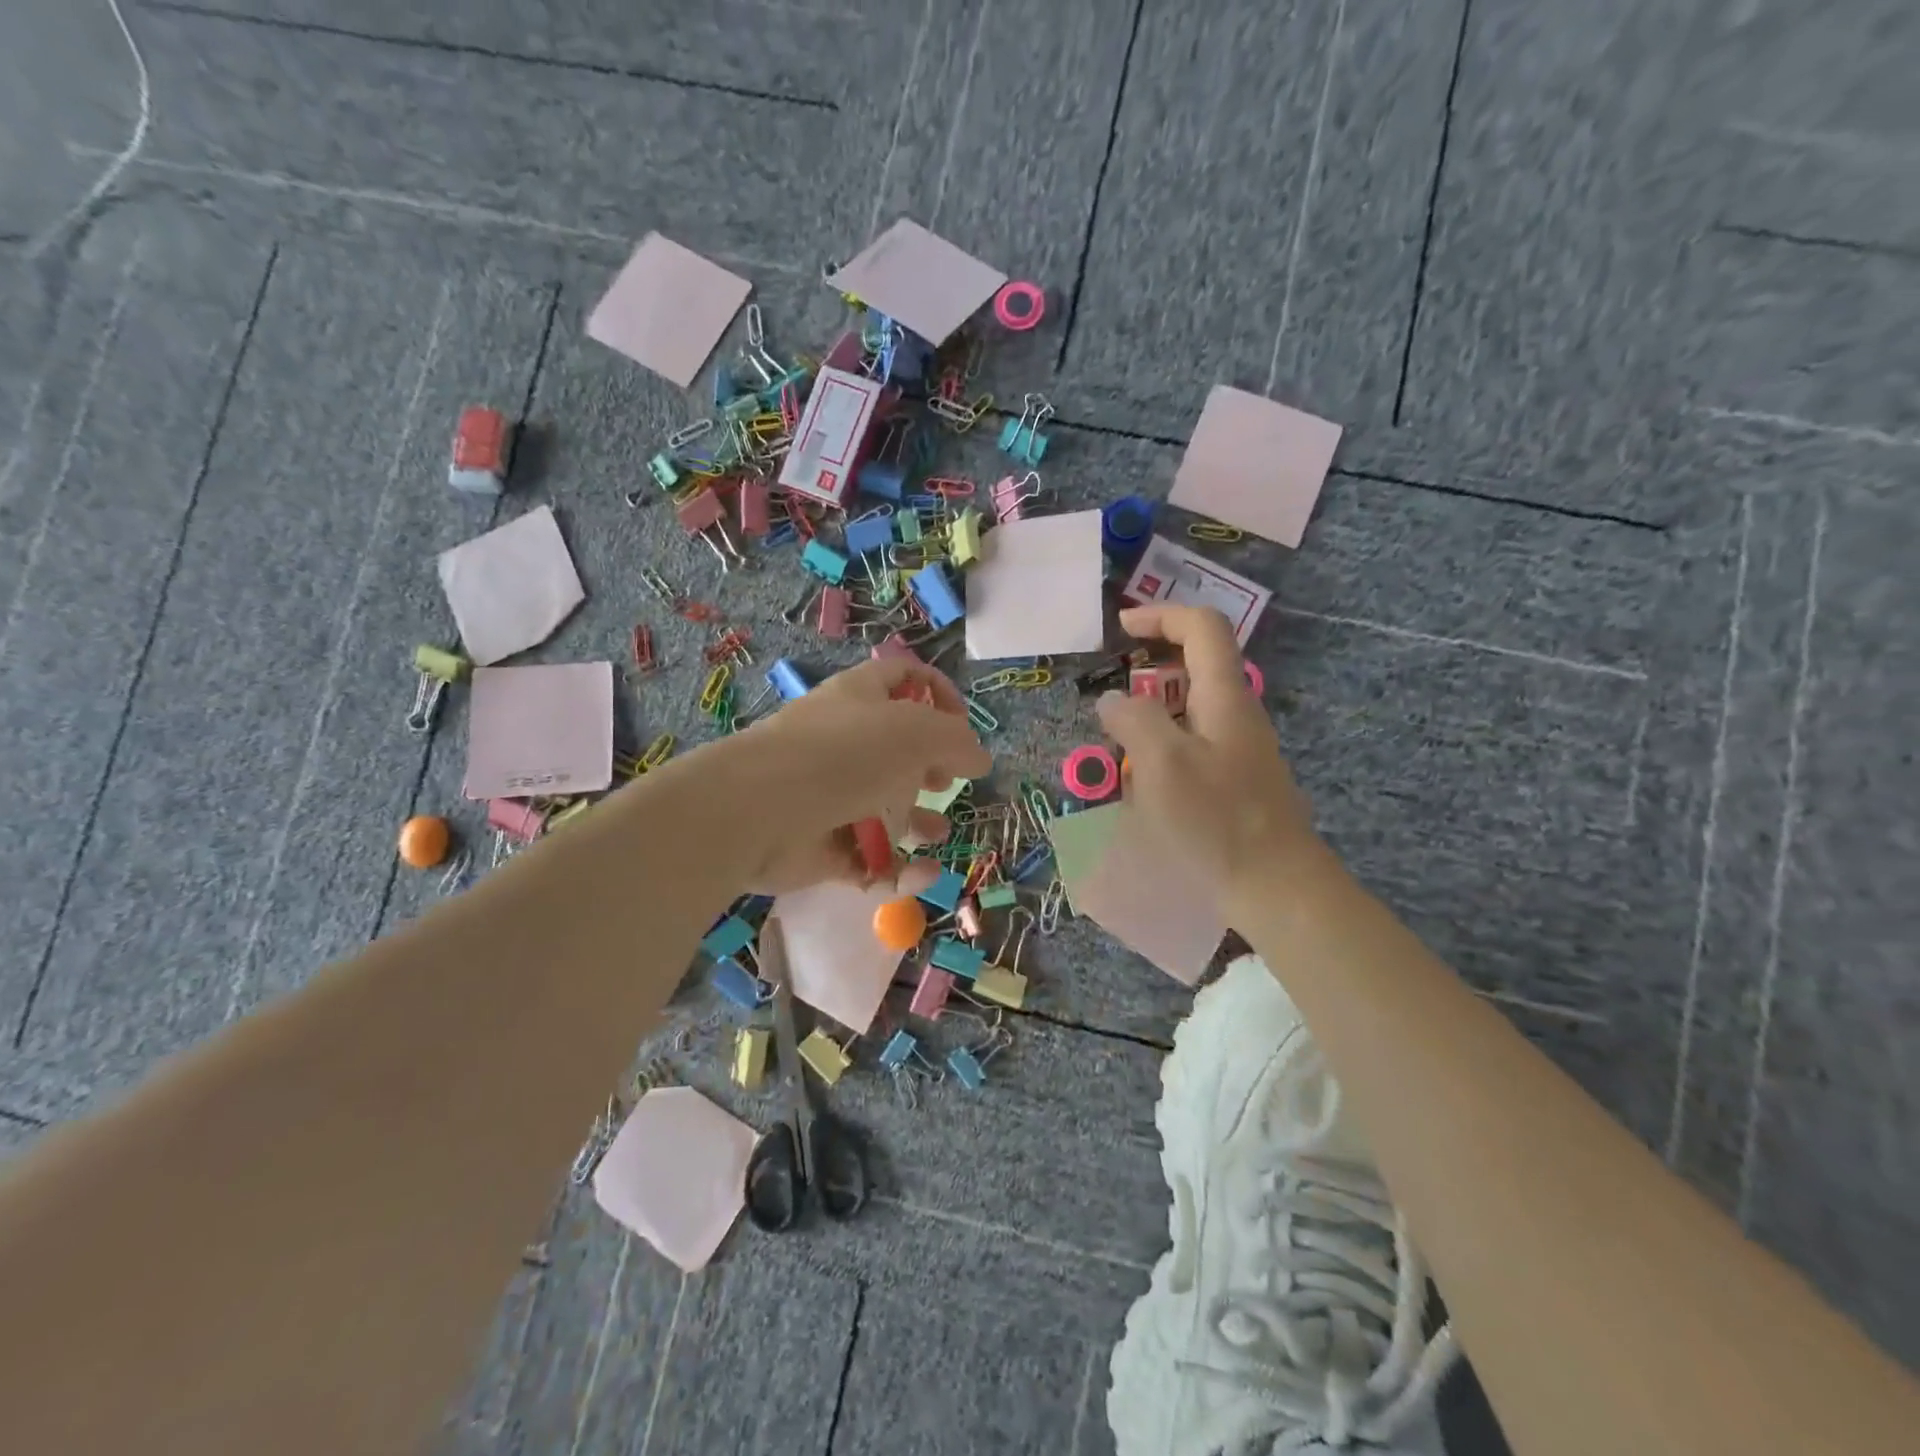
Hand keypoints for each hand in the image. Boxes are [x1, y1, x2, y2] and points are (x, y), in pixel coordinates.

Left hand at [729, 655, 992, 895]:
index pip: (904, 676)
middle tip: (946, 781)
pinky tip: (922, 872)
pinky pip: (869, 856)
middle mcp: (844, 741)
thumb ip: (956, 741)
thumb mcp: (914, 732)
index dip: (939, 693)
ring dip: (917, 821)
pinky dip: (898, 867)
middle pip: (896, 748)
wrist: (758, 811)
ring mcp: (830, 794)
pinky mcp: (823, 845)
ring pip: (884, 806)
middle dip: (930, 766)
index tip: (963, 725)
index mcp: (861, 698)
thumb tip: (979, 757)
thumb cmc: (841, 755)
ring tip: (936, 832)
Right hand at [1096, 605, 1323, 902]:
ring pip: (1192, 710)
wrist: (1276, 888)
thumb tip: (1113, 701)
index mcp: (1225, 697)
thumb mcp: (1163, 763)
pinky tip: (1141, 786)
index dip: (1161, 615)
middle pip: (1198, 666)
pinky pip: (1193, 746)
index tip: (1121, 629)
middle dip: (1150, 668)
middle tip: (1112, 690)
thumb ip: (1134, 719)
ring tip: (1118, 746)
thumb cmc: (1216, 821)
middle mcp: (1237, 715)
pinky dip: (1163, 748)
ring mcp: (1240, 750)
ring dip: (1152, 713)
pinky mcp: (1236, 783)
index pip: (1202, 627)